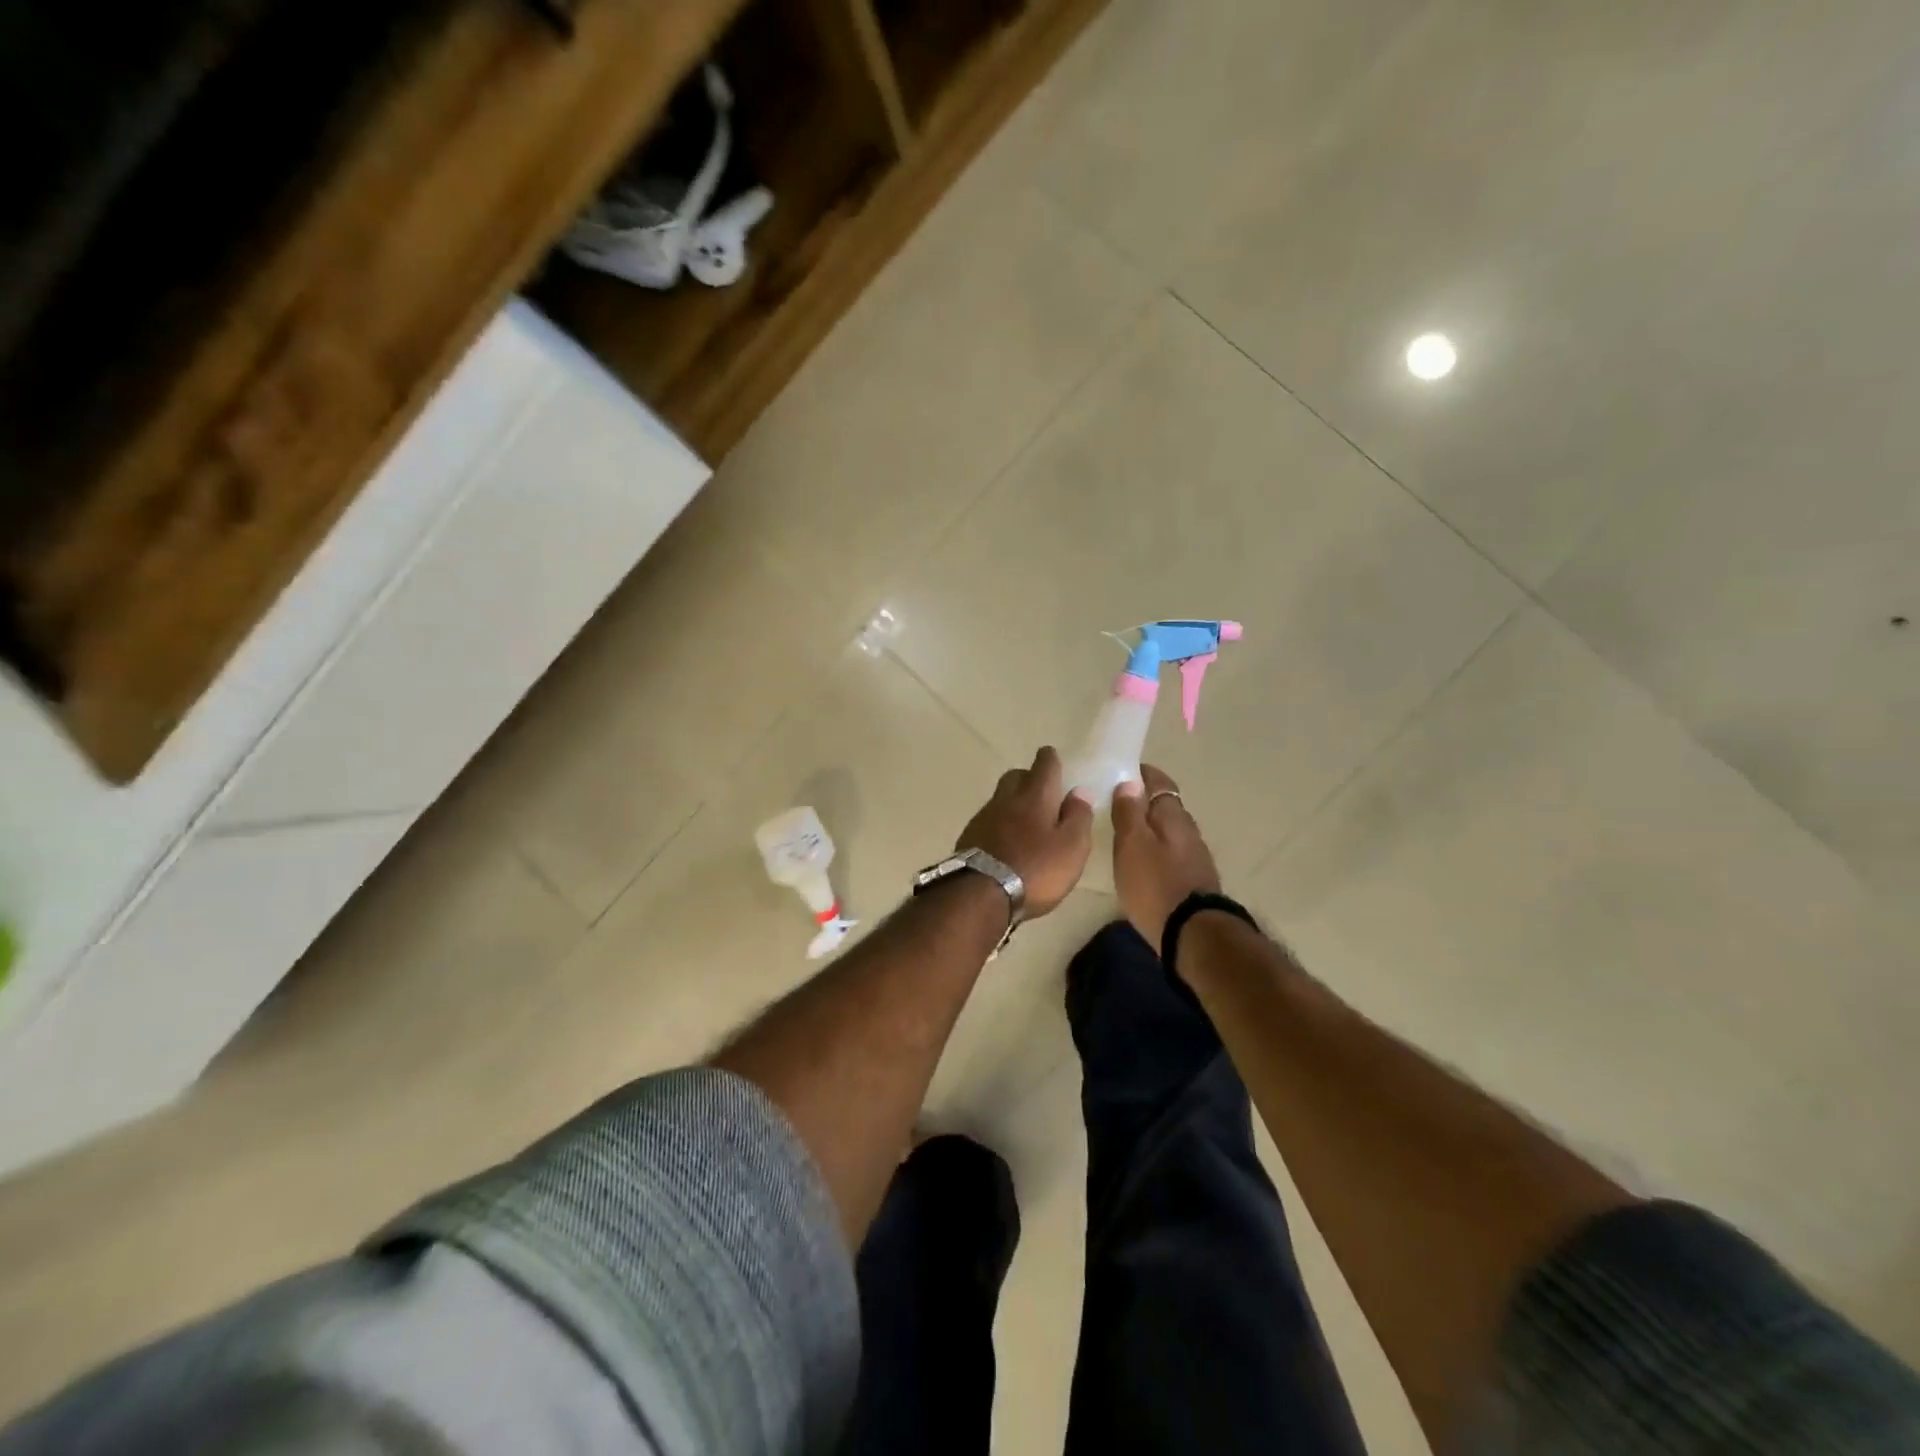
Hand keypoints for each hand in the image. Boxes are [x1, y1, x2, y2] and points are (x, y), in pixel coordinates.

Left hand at [954, 747, 1093, 917]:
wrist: (981, 894)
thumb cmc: (1036, 870)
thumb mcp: (1072, 848)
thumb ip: (1078, 817)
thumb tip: (1079, 791)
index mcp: (1036, 796)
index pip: (1045, 764)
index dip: (1051, 760)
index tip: (1054, 760)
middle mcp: (1007, 799)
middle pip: (1016, 776)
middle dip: (1029, 778)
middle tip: (1042, 794)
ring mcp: (984, 817)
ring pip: (1000, 798)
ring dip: (1013, 803)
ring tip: (1026, 823)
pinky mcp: (969, 836)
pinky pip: (988, 820)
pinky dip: (999, 824)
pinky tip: (1006, 842)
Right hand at [1113, 764, 1221, 951]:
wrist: (1192, 934)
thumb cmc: (1155, 884)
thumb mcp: (1132, 844)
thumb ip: (1129, 812)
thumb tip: (1130, 782)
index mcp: (1173, 815)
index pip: (1160, 781)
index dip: (1142, 773)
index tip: (1122, 771)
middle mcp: (1188, 830)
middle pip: (1165, 806)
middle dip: (1144, 801)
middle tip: (1116, 803)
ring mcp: (1195, 856)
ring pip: (1169, 831)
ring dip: (1150, 828)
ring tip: (1125, 833)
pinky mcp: (1194, 879)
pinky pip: (1172, 853)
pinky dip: (1156, 850)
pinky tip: (1142, 862)